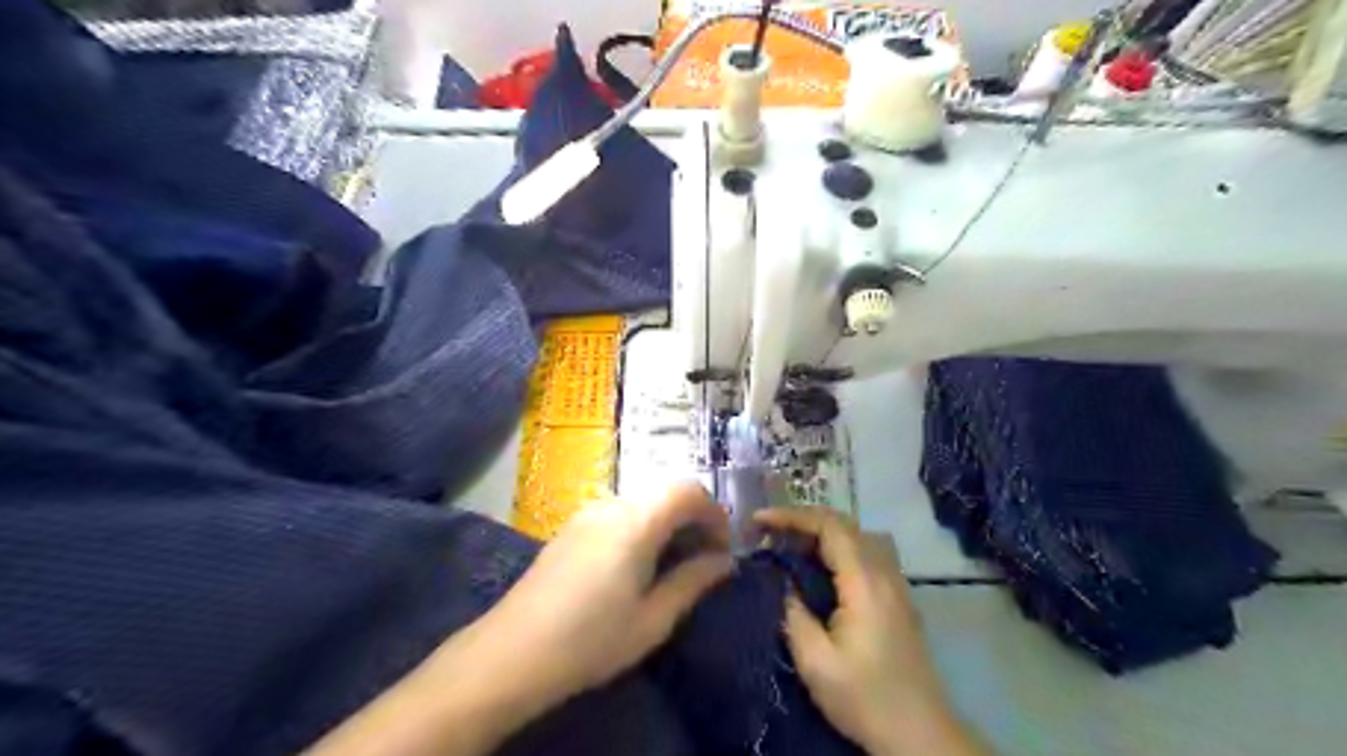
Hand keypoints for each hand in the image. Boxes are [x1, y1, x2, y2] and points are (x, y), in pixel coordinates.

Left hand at [480, 483, 733, 701]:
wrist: (513, 652)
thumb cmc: (592, 639)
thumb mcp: (653, 619)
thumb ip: (693, 581)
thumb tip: (724, 562)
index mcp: (637, 521)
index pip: (689, 490)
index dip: (714, 514)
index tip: (722, 550)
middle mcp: (613, 504)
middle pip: (666, 491)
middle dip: (693, 518)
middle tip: (703, 559)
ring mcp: (588, 513)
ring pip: (643, 501)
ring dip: (667, 522)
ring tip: (672, 564)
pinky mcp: (572, 527)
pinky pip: (620, 513)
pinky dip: (642, 526)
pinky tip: (637, 565)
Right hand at [755, 504, 980, 755]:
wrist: (920, 734)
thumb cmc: (865, 698)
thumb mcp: (816, 663)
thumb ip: (794, 615)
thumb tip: (784, 585)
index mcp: (864, 582)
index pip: (829, 526)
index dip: (792, 516)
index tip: (758, 520)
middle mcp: (884, 573)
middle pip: (844, 524)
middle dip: (803, 519)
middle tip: (768, 531)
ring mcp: (896, 584)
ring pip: (857, 536)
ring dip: (821, 531)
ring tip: (789, 545)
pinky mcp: (897, 597)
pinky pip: (865, 553)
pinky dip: (836, 547)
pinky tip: (818, 569)